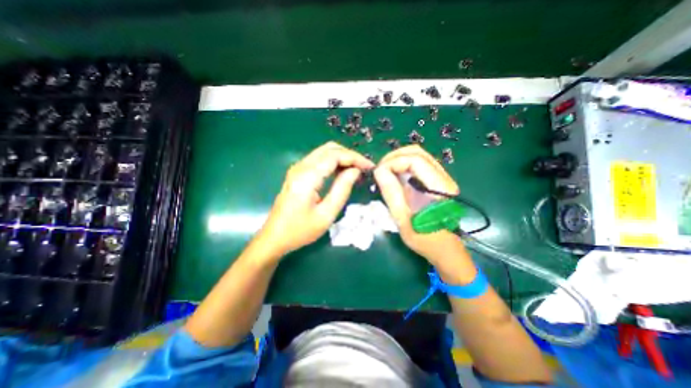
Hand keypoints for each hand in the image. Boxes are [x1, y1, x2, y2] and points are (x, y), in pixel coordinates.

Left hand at [255, 142, 371, 256]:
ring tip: (356, 170)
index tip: (369, 166)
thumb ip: (342, 189)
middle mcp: (300, 167)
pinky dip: (333, 162)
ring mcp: (297, 169)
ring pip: (323, 152)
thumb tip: (355, 171)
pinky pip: (318, 160)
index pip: (334, 155)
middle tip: (363, 168)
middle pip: (329, 149)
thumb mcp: (326, 214)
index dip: (354, 158)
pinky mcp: (297, 173)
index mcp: (307, 177)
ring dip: (341, 157)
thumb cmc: (300, 230)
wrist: (274, 237)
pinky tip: (341, 172)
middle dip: (349, 155)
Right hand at [372, 146, 474, 280]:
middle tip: (380, 169)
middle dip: (395, 157)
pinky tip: (395, 175)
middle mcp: (444, 178)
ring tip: (385, 171)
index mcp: (438, 187)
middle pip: (418, 152)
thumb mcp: (403, 219)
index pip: (415, 160)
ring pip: (419, 156)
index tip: (378, 173)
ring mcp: (442, 178)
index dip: (393, 162)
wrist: (444, 249)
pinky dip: (404, 165)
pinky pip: (420, 165)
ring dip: (399, 159)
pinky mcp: (438, 182)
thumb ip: (392, 193)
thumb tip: (379, 171)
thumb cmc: (424, 239)